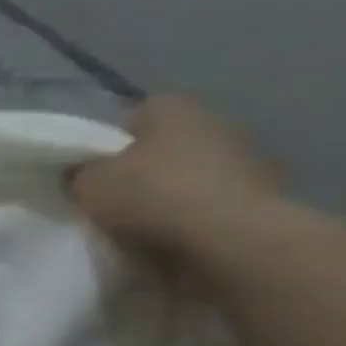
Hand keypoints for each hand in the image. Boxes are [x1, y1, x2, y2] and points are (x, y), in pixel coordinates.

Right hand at [69, 95, 280, 259]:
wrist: (229, 237)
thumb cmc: (151, 195)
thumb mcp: (88, 185)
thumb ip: (80, 175)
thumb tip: (80, 174)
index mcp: (170, 107)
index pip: (131, 118)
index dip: (108, 145)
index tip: (93, 173)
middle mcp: (213, 120)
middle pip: (165, 145)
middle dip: (144, 168)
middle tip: (116, 199)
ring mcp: (246, 156)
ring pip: (193, 173)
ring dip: (174, 192)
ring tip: (145, 225)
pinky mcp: (265, 193)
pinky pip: (215, 201)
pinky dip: (198, 215)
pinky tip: (178, 237)